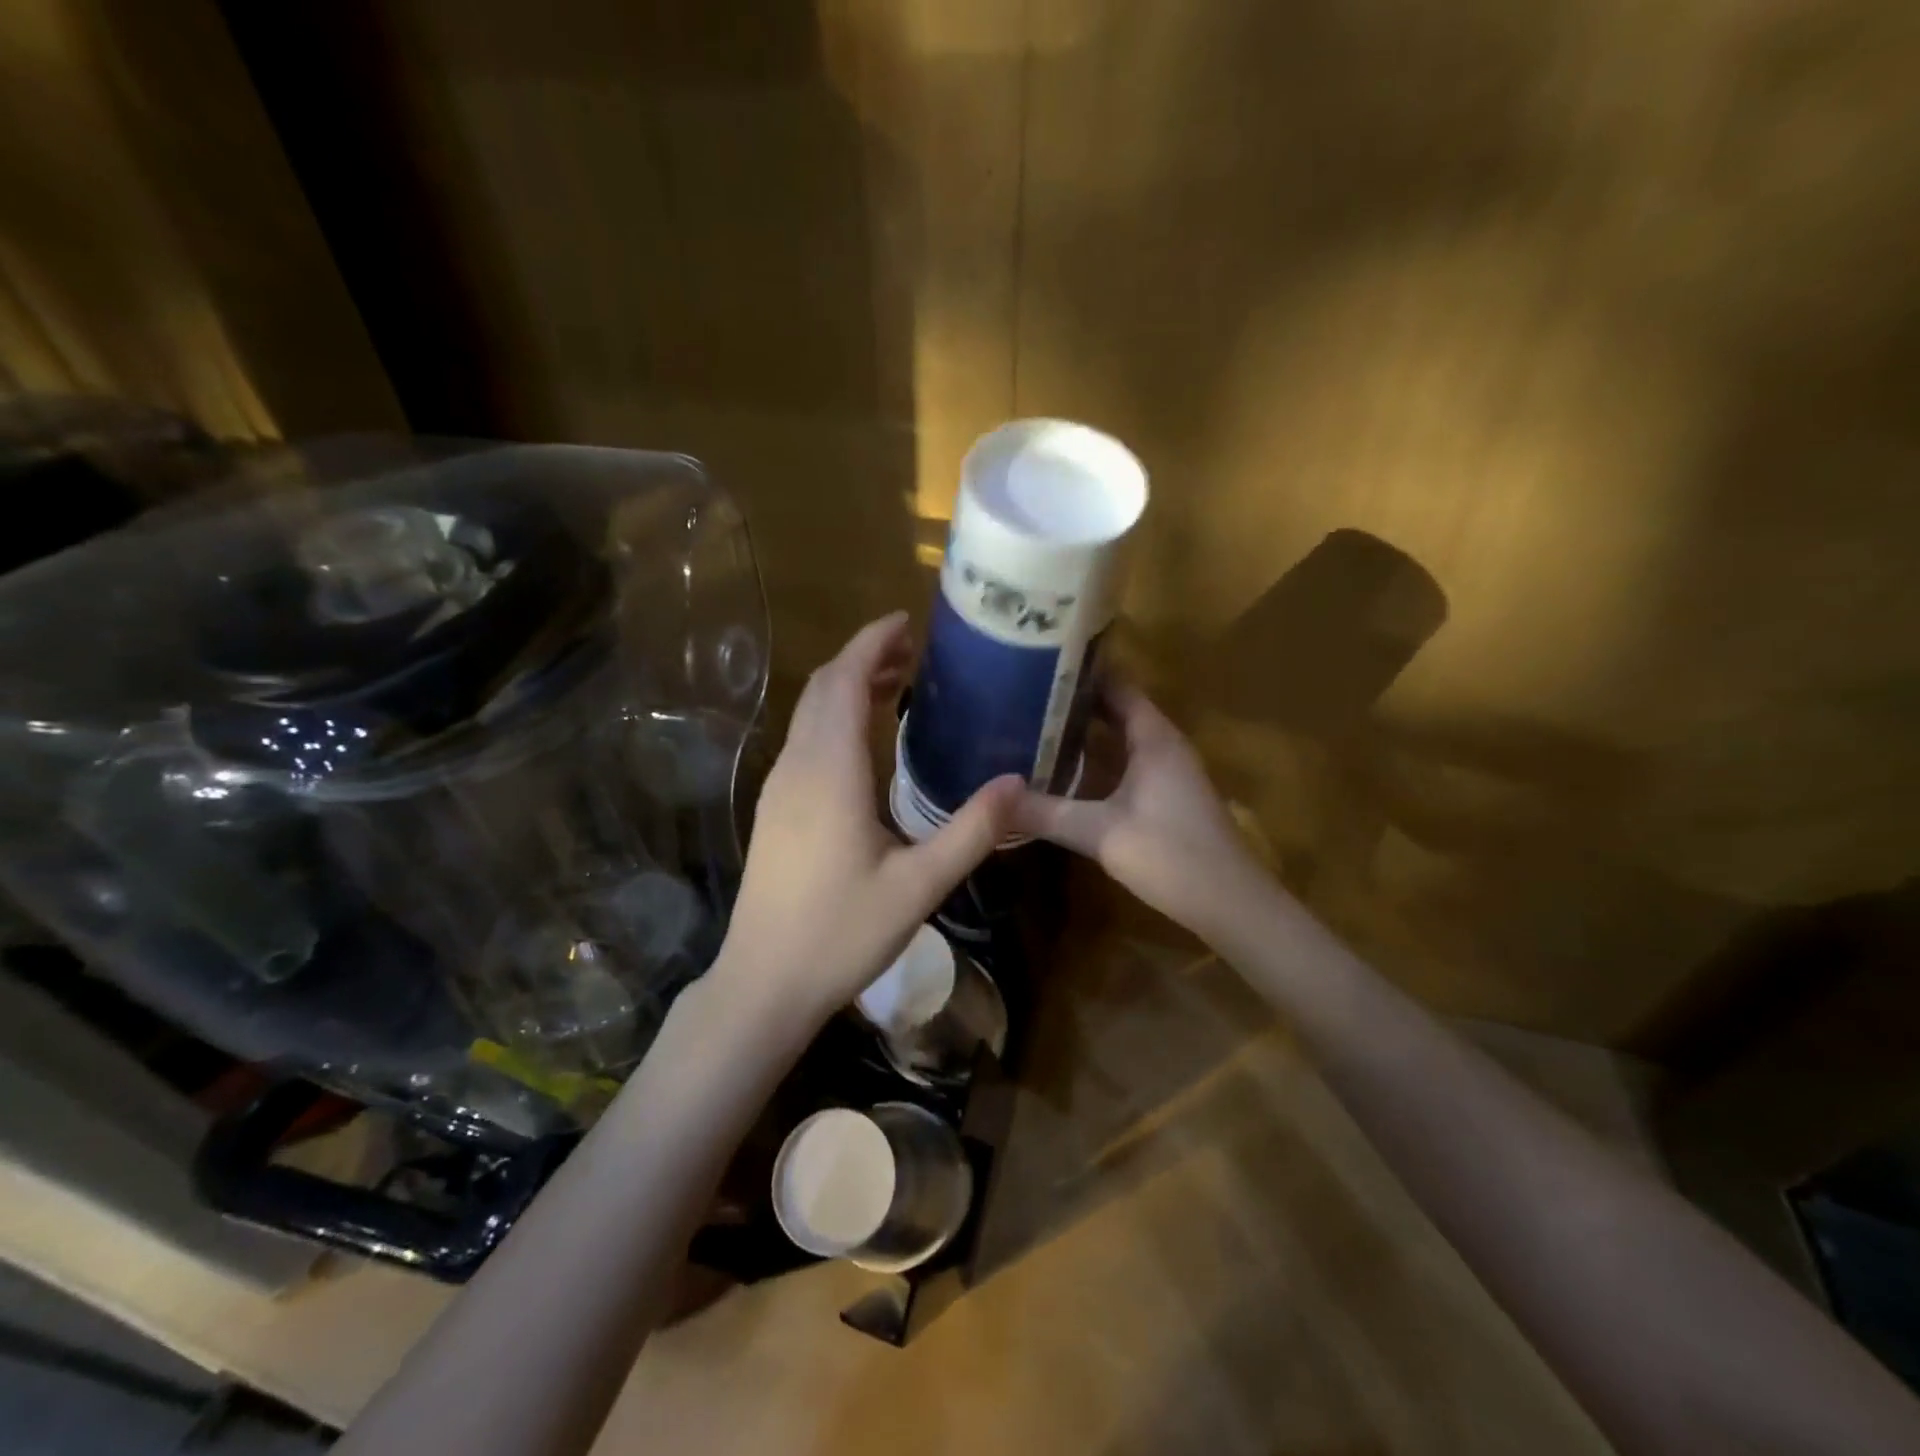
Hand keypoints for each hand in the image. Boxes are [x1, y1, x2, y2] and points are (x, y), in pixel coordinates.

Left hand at [709, 612, 1020, 1030]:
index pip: (843, 681)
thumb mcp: (919, 886)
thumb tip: (1018, 782)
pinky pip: (805, 740)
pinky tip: (864, 740)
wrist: (763, 982)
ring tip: (895, 682)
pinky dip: (834, 717)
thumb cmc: (841, 934)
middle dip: (863, 657)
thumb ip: (971, 831)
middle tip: (913, 649)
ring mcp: (780, 788)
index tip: (906, 621)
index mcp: (830, 772)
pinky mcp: (776, 809)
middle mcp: (798, 767)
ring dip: (846, 686)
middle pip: (823, 689)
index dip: (871, 643)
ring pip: (810, 714)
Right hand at [1010, 682, 1263, 939]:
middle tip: (1021, 696)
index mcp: (1154, 738)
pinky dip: (1094, 763)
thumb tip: (992, 797)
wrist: (1230, 905)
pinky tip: (1061, 773)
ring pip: (1119, 741)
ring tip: (1031, 727)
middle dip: (1073, 703)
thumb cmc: (1171, 855)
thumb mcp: (1100, 832)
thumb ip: (1045, 813)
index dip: (1081, 672)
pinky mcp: (1164, 798)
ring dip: (1082, 735)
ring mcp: (1166, 773)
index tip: (1037, 662)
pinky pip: (1123, 766)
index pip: (1116, 686)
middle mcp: (1163, 746)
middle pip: (1115, 710)